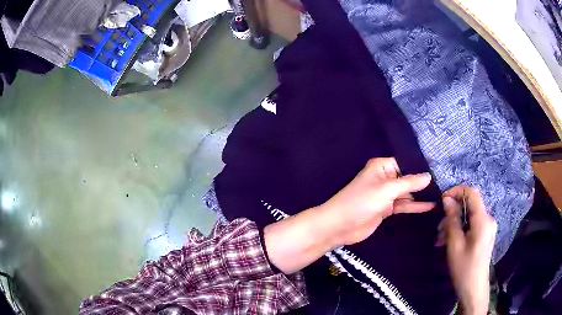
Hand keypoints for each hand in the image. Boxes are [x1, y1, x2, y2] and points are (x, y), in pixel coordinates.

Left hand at [321, 157, 434, 246]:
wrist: (340, 225)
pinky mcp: (386, 209)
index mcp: (382, 166)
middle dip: (423, 182)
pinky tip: (430, 206)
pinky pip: (403, 205)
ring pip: (407, 193)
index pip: (406, 162)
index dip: (421, 166)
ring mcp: (386, 194)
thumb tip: (429, 176)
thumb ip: (409, 183)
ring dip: (421, 195)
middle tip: (445, 183)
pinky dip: (415, 206)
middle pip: (408, 178)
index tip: (440, 169)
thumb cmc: (362, 201)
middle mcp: (385, 178)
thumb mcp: (388, 189)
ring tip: (441, 194)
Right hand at [439, 186, 496, 314]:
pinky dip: (460, 229)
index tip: (442, 200)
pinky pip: (472, 224)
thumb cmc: (464, 269)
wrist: (474, 289)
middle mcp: (488, 219)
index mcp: (483, 220)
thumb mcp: (454, 245)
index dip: (457, 191)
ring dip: (455, 223)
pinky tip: (450, 242)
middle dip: (453, 212)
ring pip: (469, 216)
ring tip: (441, 239)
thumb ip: (452, 220)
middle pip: (470, 205)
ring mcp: (488, 227)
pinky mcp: (485, 234)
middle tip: (439, 228)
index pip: (472, 193)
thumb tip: (447, 200)